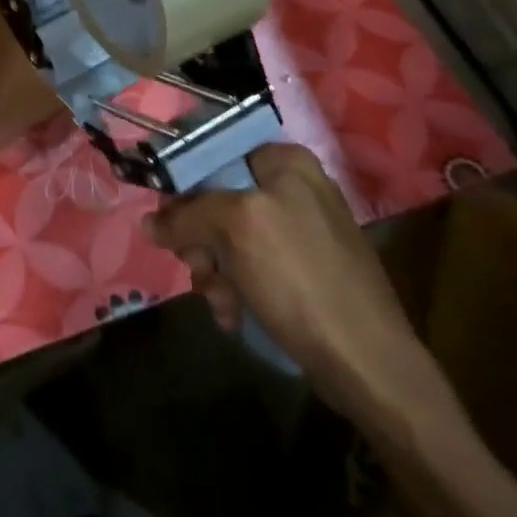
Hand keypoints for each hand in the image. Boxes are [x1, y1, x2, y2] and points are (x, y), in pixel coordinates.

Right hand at [147, 144, 450, 434]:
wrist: (366, 363)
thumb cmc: (300, 278)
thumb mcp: (236, 228)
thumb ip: (186, 215)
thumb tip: (149, 224)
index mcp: (285, 162)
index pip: (213, 154)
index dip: (184, 186)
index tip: (169, 221)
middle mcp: (293, 188)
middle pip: (215, 199)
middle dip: (200, 239)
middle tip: (199, 267)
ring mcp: (298, 231)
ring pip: (226, 238)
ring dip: (213, 271)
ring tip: (222, 301)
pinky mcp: (301, 271)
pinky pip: (248, 266)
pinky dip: (234, 289)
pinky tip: (234, 314)